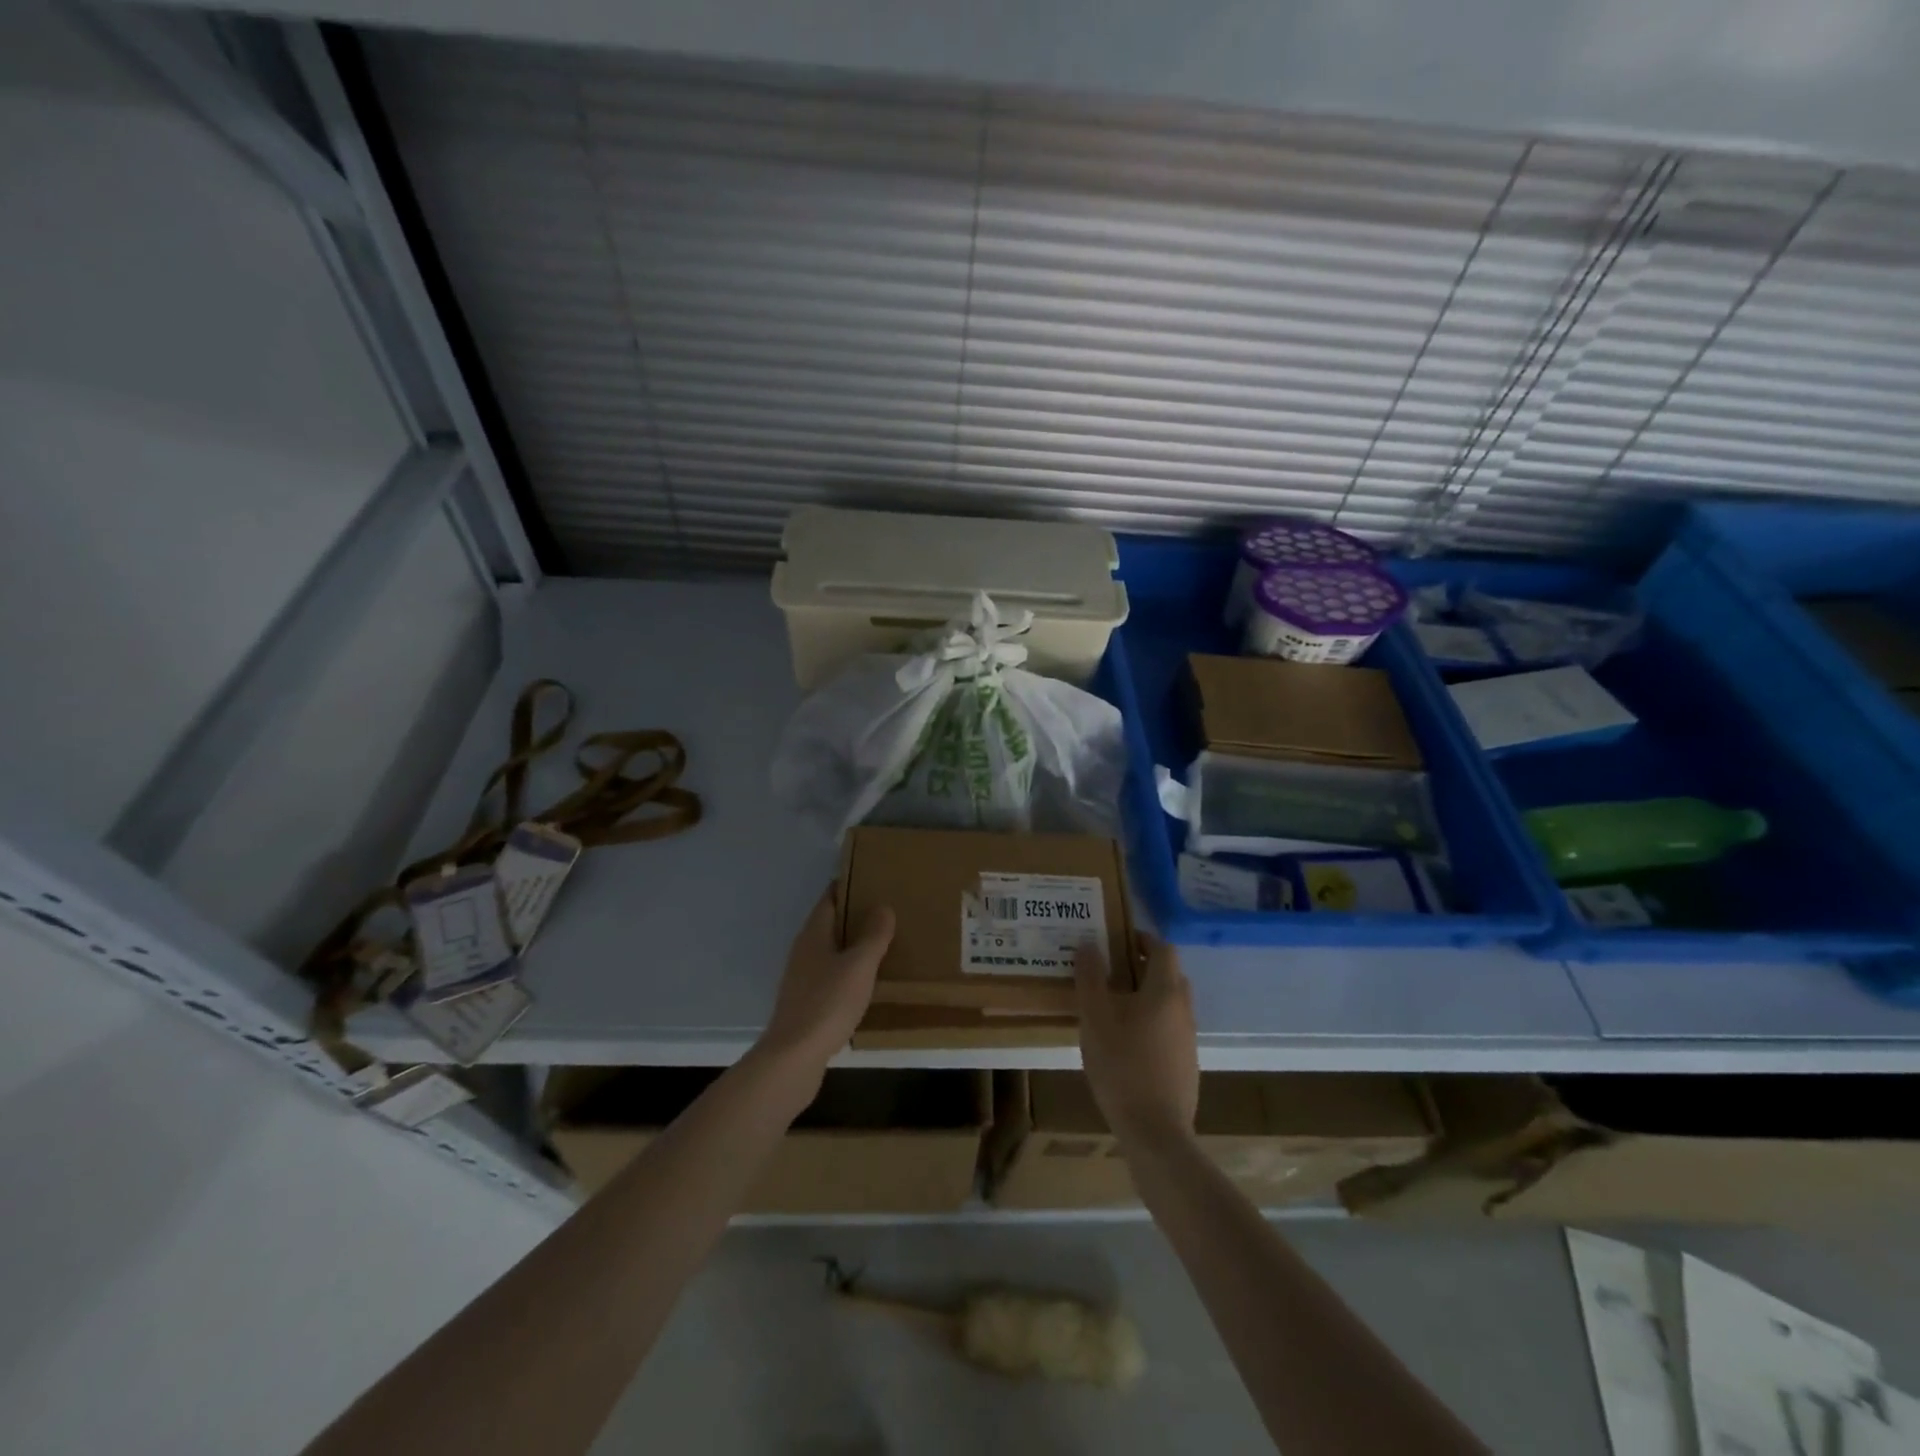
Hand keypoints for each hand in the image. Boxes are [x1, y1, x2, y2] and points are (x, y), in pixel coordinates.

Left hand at [758, 885, 895, 1079]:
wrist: (793, 1058)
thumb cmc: (828, 1003)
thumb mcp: (859, 965)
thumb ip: (873, 935)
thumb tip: (882, 906)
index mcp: (813, 934)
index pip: (829, 899)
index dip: (848, 887)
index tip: (872, 879)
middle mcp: (803, 951)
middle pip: (829, 924)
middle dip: (853, 916)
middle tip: (886, 911)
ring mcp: (801, 979)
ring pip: (830, 952)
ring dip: (852, 946)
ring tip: (882, 945)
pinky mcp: (805, 1004)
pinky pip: (830, 976)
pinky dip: (848, 972)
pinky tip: (866, 983)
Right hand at [1073, 934, 1198, 1144]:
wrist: (1155, 1131)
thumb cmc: (1122, 1066)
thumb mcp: (1095, 1018)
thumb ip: (1090, 978)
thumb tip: (1088, 944)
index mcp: (1165, 991)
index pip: (1163, 948)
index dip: (1142, 938)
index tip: (1116, 941)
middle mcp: (1184, 1009)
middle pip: (1169, 974)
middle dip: (1142, 966)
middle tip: (1110, 971)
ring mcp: (1188, 1038)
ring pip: (1169, 1002)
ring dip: (1146, 995)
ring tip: (1112, 1006)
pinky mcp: (1186, 1063)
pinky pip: (1169, 1027)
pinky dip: (1151, 1021)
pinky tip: (1125, 1042)